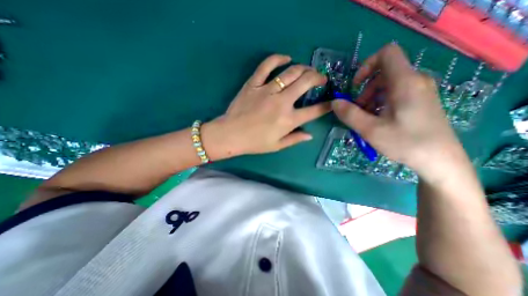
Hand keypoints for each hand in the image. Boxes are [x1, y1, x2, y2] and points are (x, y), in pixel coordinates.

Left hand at [202, 53, 328, 158]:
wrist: (230, 134)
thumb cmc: (254, 143)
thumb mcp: (277, 146)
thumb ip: (295, 139)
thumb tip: (310, 135)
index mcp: (288, 120)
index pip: (314, 111)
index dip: (326, 106)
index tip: (331, 102)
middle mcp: (281, 102)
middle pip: (306, 82)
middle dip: (318, 78)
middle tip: (321, 78)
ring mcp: (267, 90)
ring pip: (291, 72)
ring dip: (304, 68)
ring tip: (308, 70)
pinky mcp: (254, 83)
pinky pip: (266, 65)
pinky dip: (278, 58)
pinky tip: (286, 58)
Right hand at [332, 44, 467, 181]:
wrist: (440, 161)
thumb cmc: (405, 143)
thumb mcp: (370, 130)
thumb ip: (349, 114)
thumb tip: (334, 102)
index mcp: (405, 82)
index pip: (386, 53)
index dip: (366, 65)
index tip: (355, 86)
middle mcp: (415, 81)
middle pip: (383, 73)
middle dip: (364, 90)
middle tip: (358, 110)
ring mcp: (419, 91)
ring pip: (387, 85)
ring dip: (370, 99)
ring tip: (366, 118)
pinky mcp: (420, 101)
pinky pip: (394, 94)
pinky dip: (380, 103)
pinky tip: (377, 120)